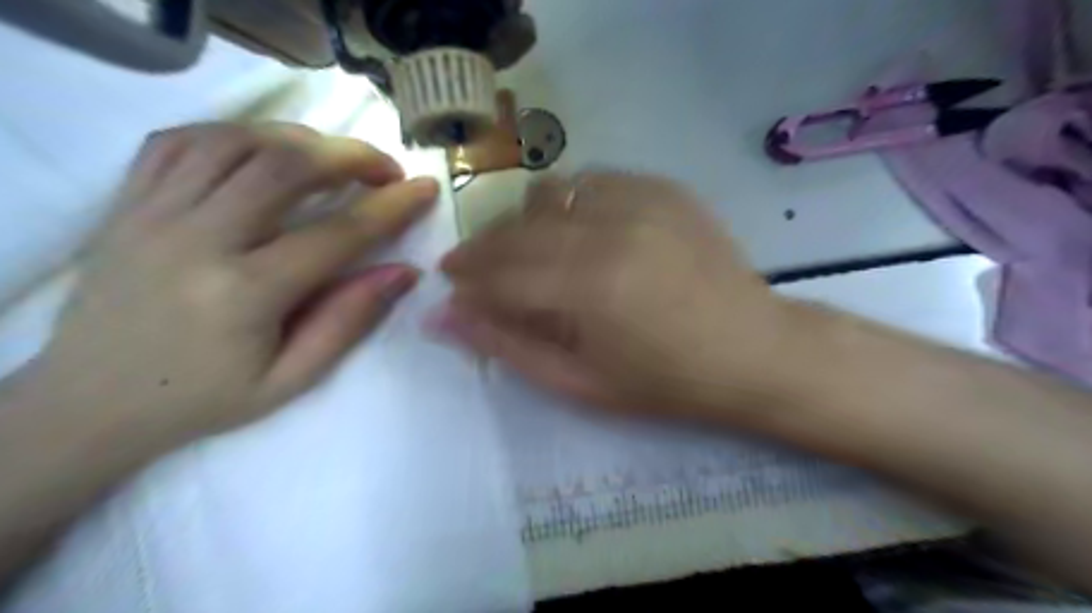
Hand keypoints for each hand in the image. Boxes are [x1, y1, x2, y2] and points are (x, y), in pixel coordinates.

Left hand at [26, 123, 434, 443]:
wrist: (90, 403)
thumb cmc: (204, 398)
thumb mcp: (291, 379)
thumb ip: (348, 321)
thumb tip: (404, 272)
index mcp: (245, 293)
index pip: (337, 233)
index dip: (391, 207)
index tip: (424, 189)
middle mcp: (197, 240)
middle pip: (284, 165)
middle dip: (350, 155)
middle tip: (385, 168)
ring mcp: (153, 213)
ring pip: (235, 141)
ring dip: (299, 139)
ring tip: (332, 159)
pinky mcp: (126, 202)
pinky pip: (180, 141)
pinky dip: (235, 134)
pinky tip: (264, 151)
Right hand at [438, 170, 799, 420]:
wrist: (753, 351)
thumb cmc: (666, 382)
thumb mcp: (580, 382)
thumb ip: (508, 346)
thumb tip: (445, 316)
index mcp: (588, 287)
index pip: (499, 273)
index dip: (467, 279)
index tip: (451, 284)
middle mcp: (609, 229)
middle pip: (518, 227)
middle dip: (484, 249)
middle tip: (477, 269)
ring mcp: (641, 200)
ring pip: (551, 192)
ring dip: (526, 221)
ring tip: (530, 251)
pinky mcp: (663, 188)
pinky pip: (593, 181)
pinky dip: (571, 203)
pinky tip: (580, 231)